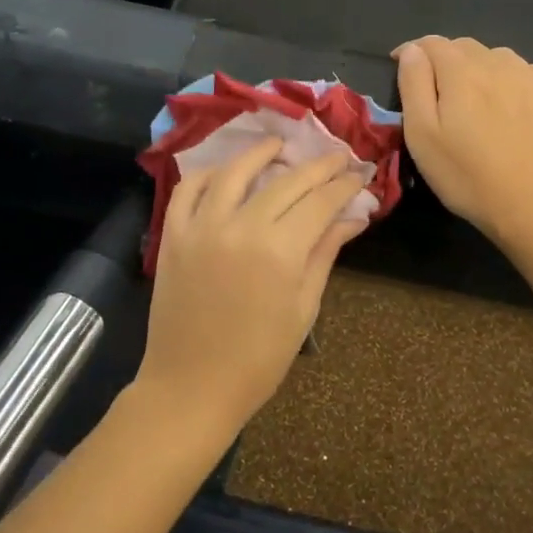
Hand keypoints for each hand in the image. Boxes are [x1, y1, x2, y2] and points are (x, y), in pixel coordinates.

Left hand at [136, 136, 368, 439]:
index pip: (320, 202)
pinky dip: (209, 174)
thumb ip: (325, 254)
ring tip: (279, 145)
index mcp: (280, 251)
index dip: (344, 184)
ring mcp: (202, 227)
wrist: (191, 387)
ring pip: (235, 172)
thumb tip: (354, 217)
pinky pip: (188, 190)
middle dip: (318, 167)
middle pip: (286, 182)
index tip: (360, 173)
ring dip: (260, 153)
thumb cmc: (258, 359)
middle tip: (337, 157)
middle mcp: (241, 227)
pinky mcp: (173, 234)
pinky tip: (226, 171)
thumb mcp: (303, 308)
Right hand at [393, 37, 532, 252]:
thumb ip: (414, 85)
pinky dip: (513, 79)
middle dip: (446, 59)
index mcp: (461, 71)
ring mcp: (532, 78)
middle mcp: (498, 63)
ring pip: (498, 58)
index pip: (431, 44)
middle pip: (465, 47)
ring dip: (480, 68)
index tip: (402, 68)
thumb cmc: (467, 177)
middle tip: (437, 89)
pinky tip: (511, 104)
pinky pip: (529, 73)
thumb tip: (412, 52)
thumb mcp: (422, 136)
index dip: (412, 52)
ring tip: (475, 98)